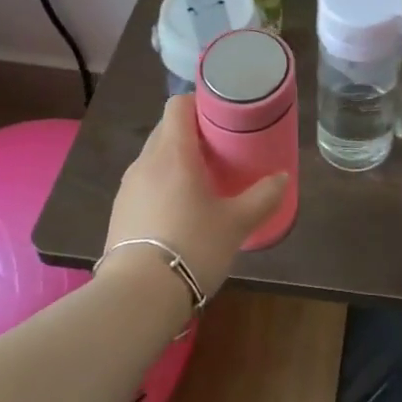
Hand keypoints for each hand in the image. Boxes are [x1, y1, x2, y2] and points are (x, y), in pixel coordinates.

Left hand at [105, 94, 287, 295]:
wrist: (137, 297)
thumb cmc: (192, 246)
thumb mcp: (236, 223)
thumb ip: (262, 196)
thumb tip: (283, 178)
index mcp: (173, 152)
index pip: (178, 105)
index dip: (199, 103)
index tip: (221, 116)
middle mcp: (146, 161)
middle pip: (167, 129)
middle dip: (191, 132)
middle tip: (219, 148)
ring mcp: (128, 187)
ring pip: (154, 157)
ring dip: (175, 159)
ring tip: (201, 180)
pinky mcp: (119, 212)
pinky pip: (144, 183)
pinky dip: (161, 184)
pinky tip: (178, 210)